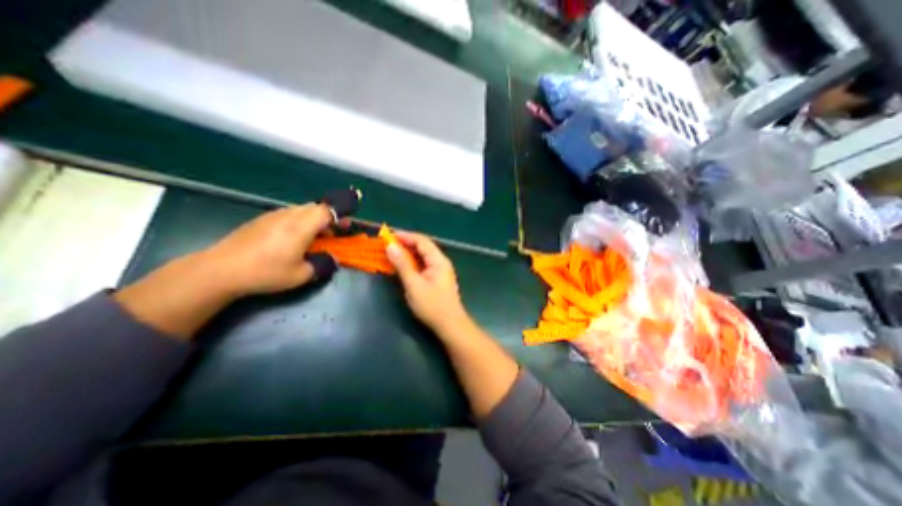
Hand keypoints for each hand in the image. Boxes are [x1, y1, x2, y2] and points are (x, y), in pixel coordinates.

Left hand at [200, 202, 334, 296]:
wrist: (221, 270)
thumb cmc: (266, 273)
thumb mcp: (301, 275)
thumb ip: (322, 265)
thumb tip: (332, 259)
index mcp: (300, 227)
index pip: (326, 211)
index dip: (339, 216)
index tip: (346, 226)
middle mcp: (288, 215)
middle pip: (315, 207)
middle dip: (329, 217)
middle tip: (333, 233)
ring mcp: (273, 215)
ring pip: (302, 209)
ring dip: (314, 219)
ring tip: (315, 237)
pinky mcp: (261, 220)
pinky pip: (288, 214)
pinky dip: (299, 221)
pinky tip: (294, 238)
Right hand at [385, 233, 469, 336]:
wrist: (450, 325)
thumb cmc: (432, 305)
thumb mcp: (414, 284)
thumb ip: (402, 264)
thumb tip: (390, 246)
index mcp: (438, 260)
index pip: (421, 241)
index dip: (405, 236)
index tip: (388, 236)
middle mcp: (441, 262)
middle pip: (423, 247)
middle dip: (406, 244)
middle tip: (388, 245)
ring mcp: (441, 271)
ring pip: (423, 256)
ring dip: (409, 253)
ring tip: (393, 254)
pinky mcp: (438, 279)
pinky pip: (424, 265)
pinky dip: (413, 263)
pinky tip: (404, 267)